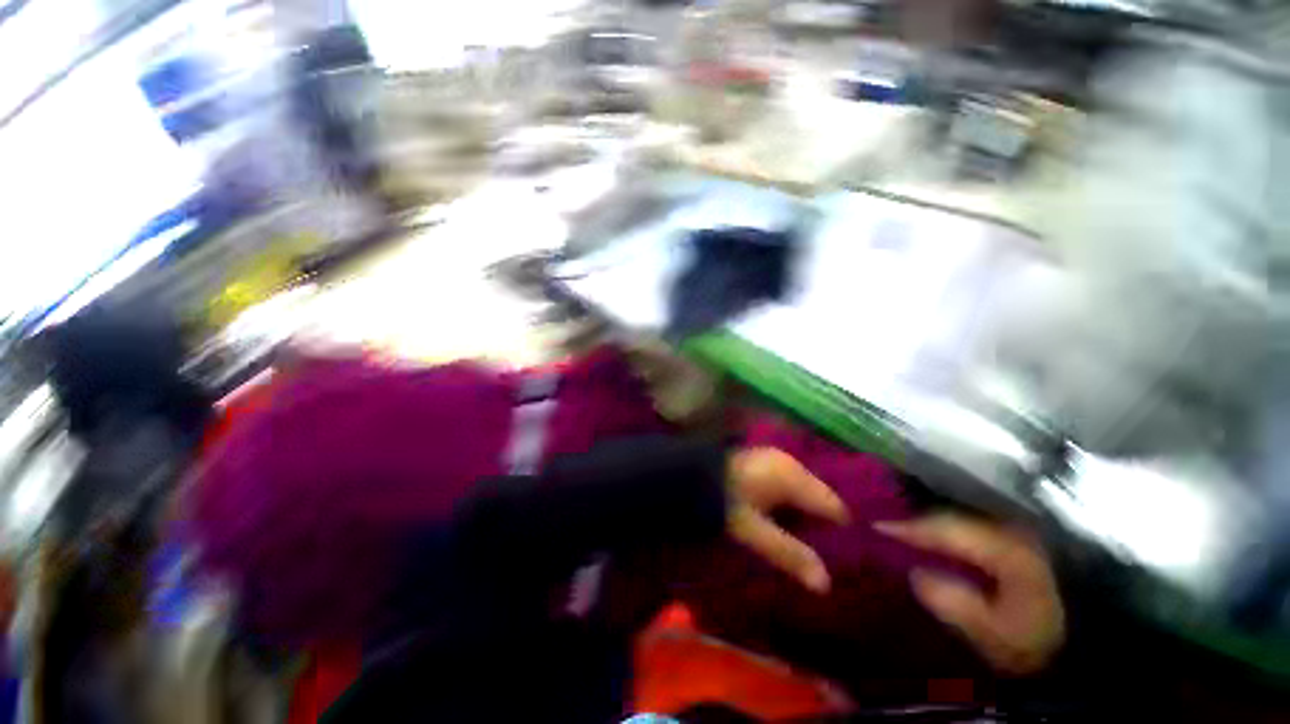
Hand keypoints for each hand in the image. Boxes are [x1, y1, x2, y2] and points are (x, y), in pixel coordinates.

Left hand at [725, 448, 849, 593]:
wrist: (689, 474)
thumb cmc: (722, 500)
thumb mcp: (753, 530)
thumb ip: (788, 552)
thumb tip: (825, 584)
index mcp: (792, 476)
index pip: (834, 506)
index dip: (844, 532)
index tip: (846, 557)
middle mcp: (789, 462)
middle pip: (821, 496)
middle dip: (824, 523)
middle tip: (826, 553)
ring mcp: (775, 458)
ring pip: (805, 490)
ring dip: (807, 512)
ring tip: (806, 540)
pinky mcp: (764, 460)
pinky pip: (790, 484)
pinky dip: (792, 502)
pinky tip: (785, 519)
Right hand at [876, 515, 1065, 674]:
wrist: (1098, 640)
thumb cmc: (1045, 643)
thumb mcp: (1000, 635)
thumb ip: (957, 604)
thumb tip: (915, 574)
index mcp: (1005, 548)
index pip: (945, 529)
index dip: (908, 528)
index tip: (876, 526)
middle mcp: (1010, 529)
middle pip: (951, 517)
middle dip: (916, 520)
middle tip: (883, 526)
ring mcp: (1018, 533)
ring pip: (964, 520)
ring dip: (933, 524)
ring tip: (903, 530)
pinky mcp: (1022, 542)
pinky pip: (976, 529)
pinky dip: (952, 532)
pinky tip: (938, 541)